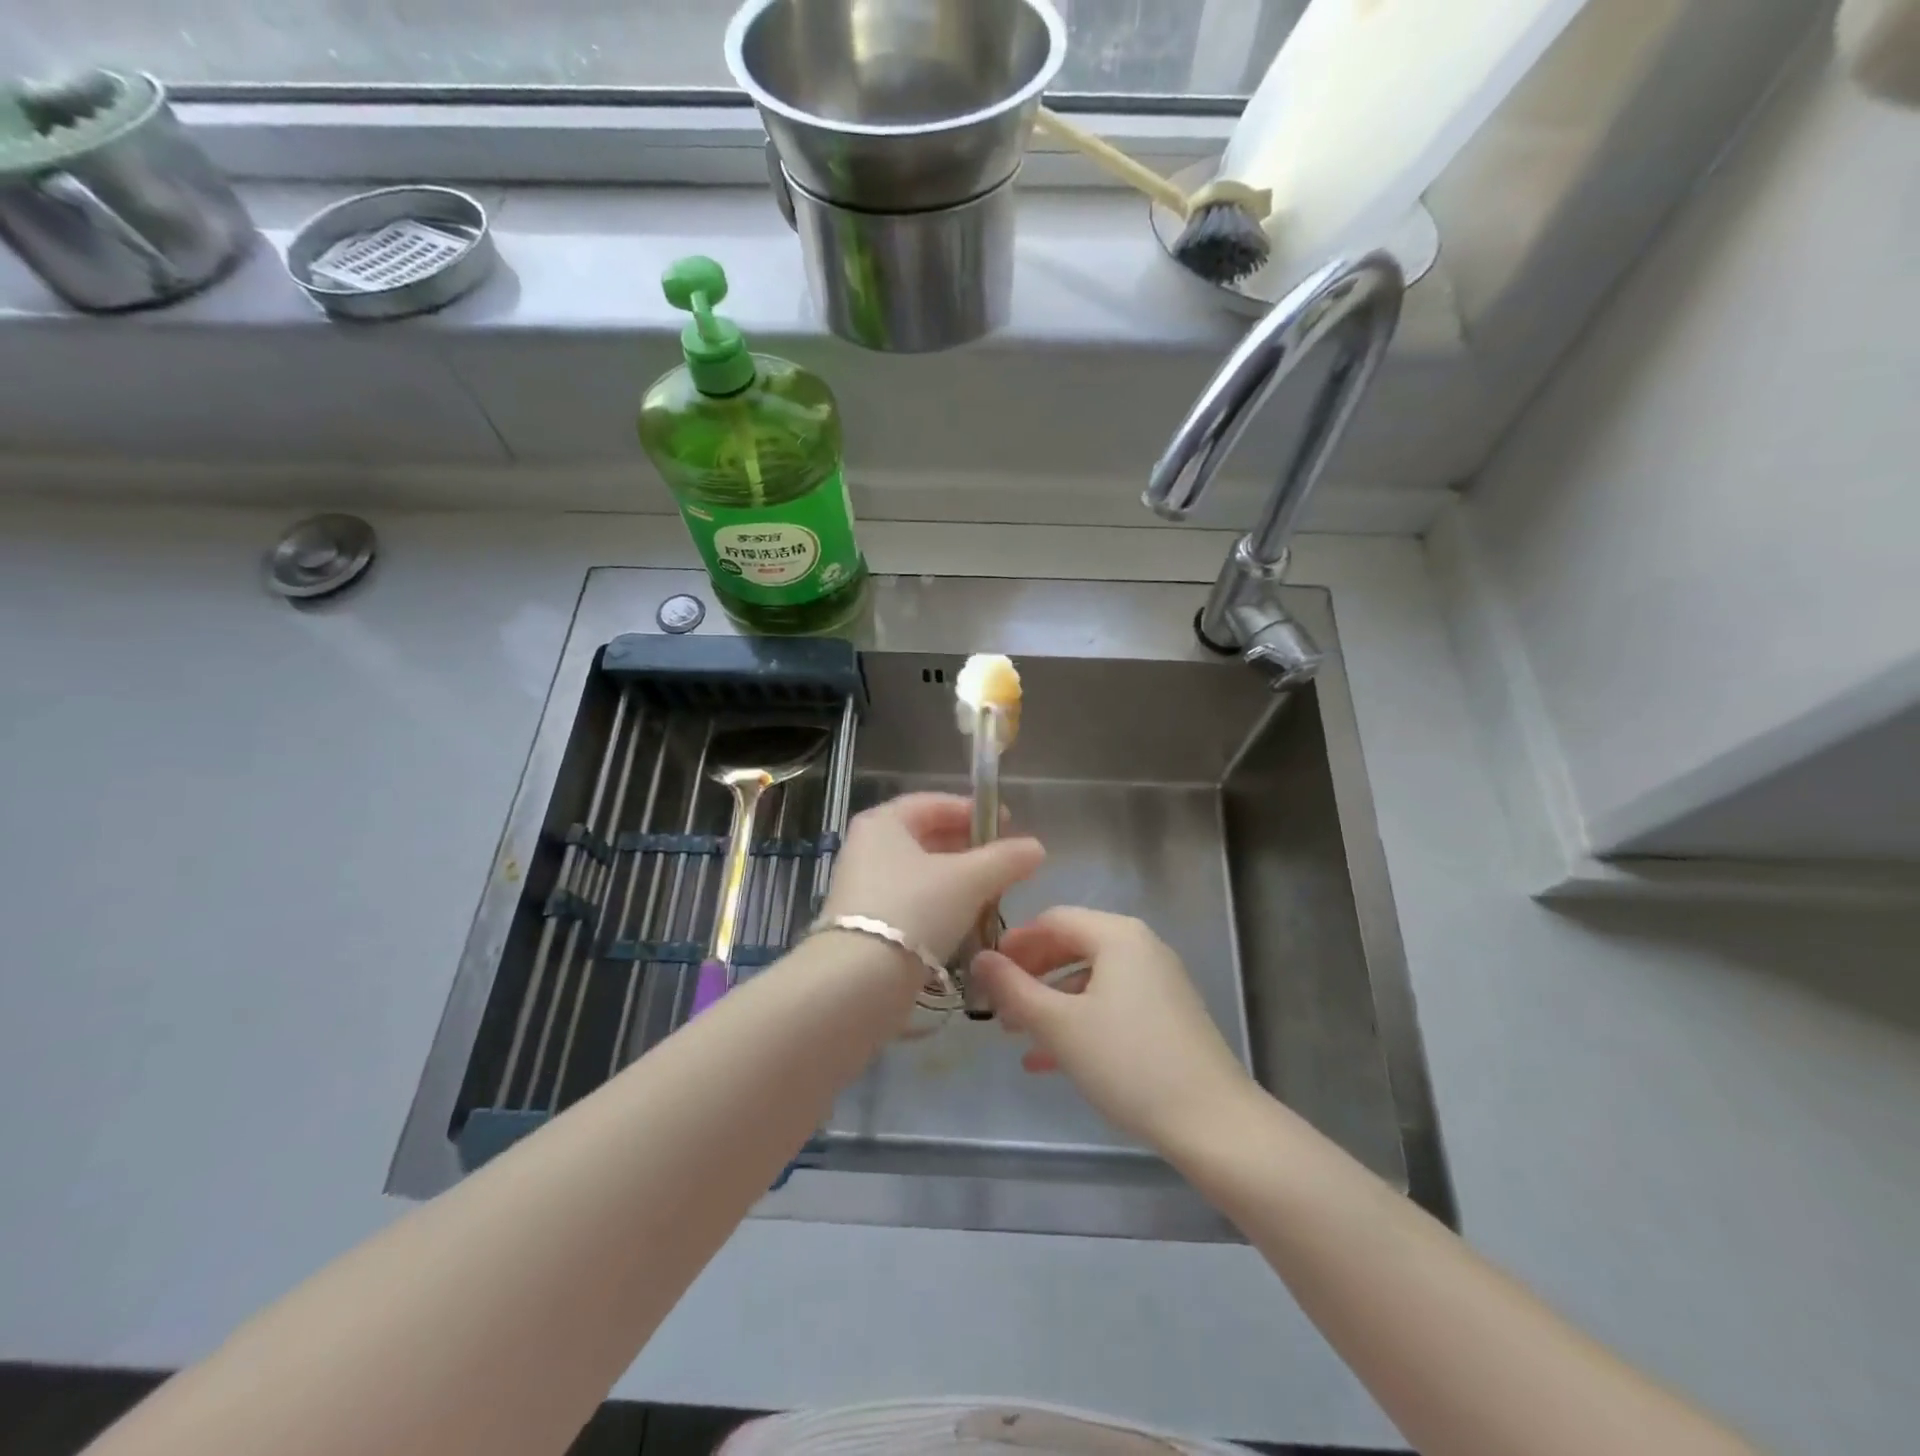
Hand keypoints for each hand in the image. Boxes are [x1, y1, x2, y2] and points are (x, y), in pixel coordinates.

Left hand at [820, 793, 1043, 962]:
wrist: (859, 981)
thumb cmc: (915, 910)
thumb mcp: (970, 880)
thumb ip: (1005, 859)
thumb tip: (1036, 848)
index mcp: (884, 822)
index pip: (934, 803)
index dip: (974, 811)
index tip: (1008, 825)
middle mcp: (867, 847)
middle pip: (927, 838)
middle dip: (969, 849)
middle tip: (1004, 863)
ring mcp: (862, 887)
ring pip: (921, 873)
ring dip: (957, 880)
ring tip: (992, 894)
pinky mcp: (865, 923)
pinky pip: (911, 901)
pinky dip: (939, 905)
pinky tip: (965, 923)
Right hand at [971, 907, 1256, 1152]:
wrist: (1214, 1123)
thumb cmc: (1128, 1062)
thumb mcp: (1060, 1025)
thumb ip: (1013, 989)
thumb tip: (979, 959)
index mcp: (1117, 935)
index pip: (1054, 919)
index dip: (1015, 942)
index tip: (985, 971)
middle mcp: (1141, 947)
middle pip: (1071, 947)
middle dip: (1030, 975)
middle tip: (997, 1005)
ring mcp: (1158, 982)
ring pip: (1089, 980)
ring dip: (1049, 1003)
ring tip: (1015, 1035)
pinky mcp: (1167, 1015)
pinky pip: (1111, 1004)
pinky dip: (1078, 1021)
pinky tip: (1048, 1061)